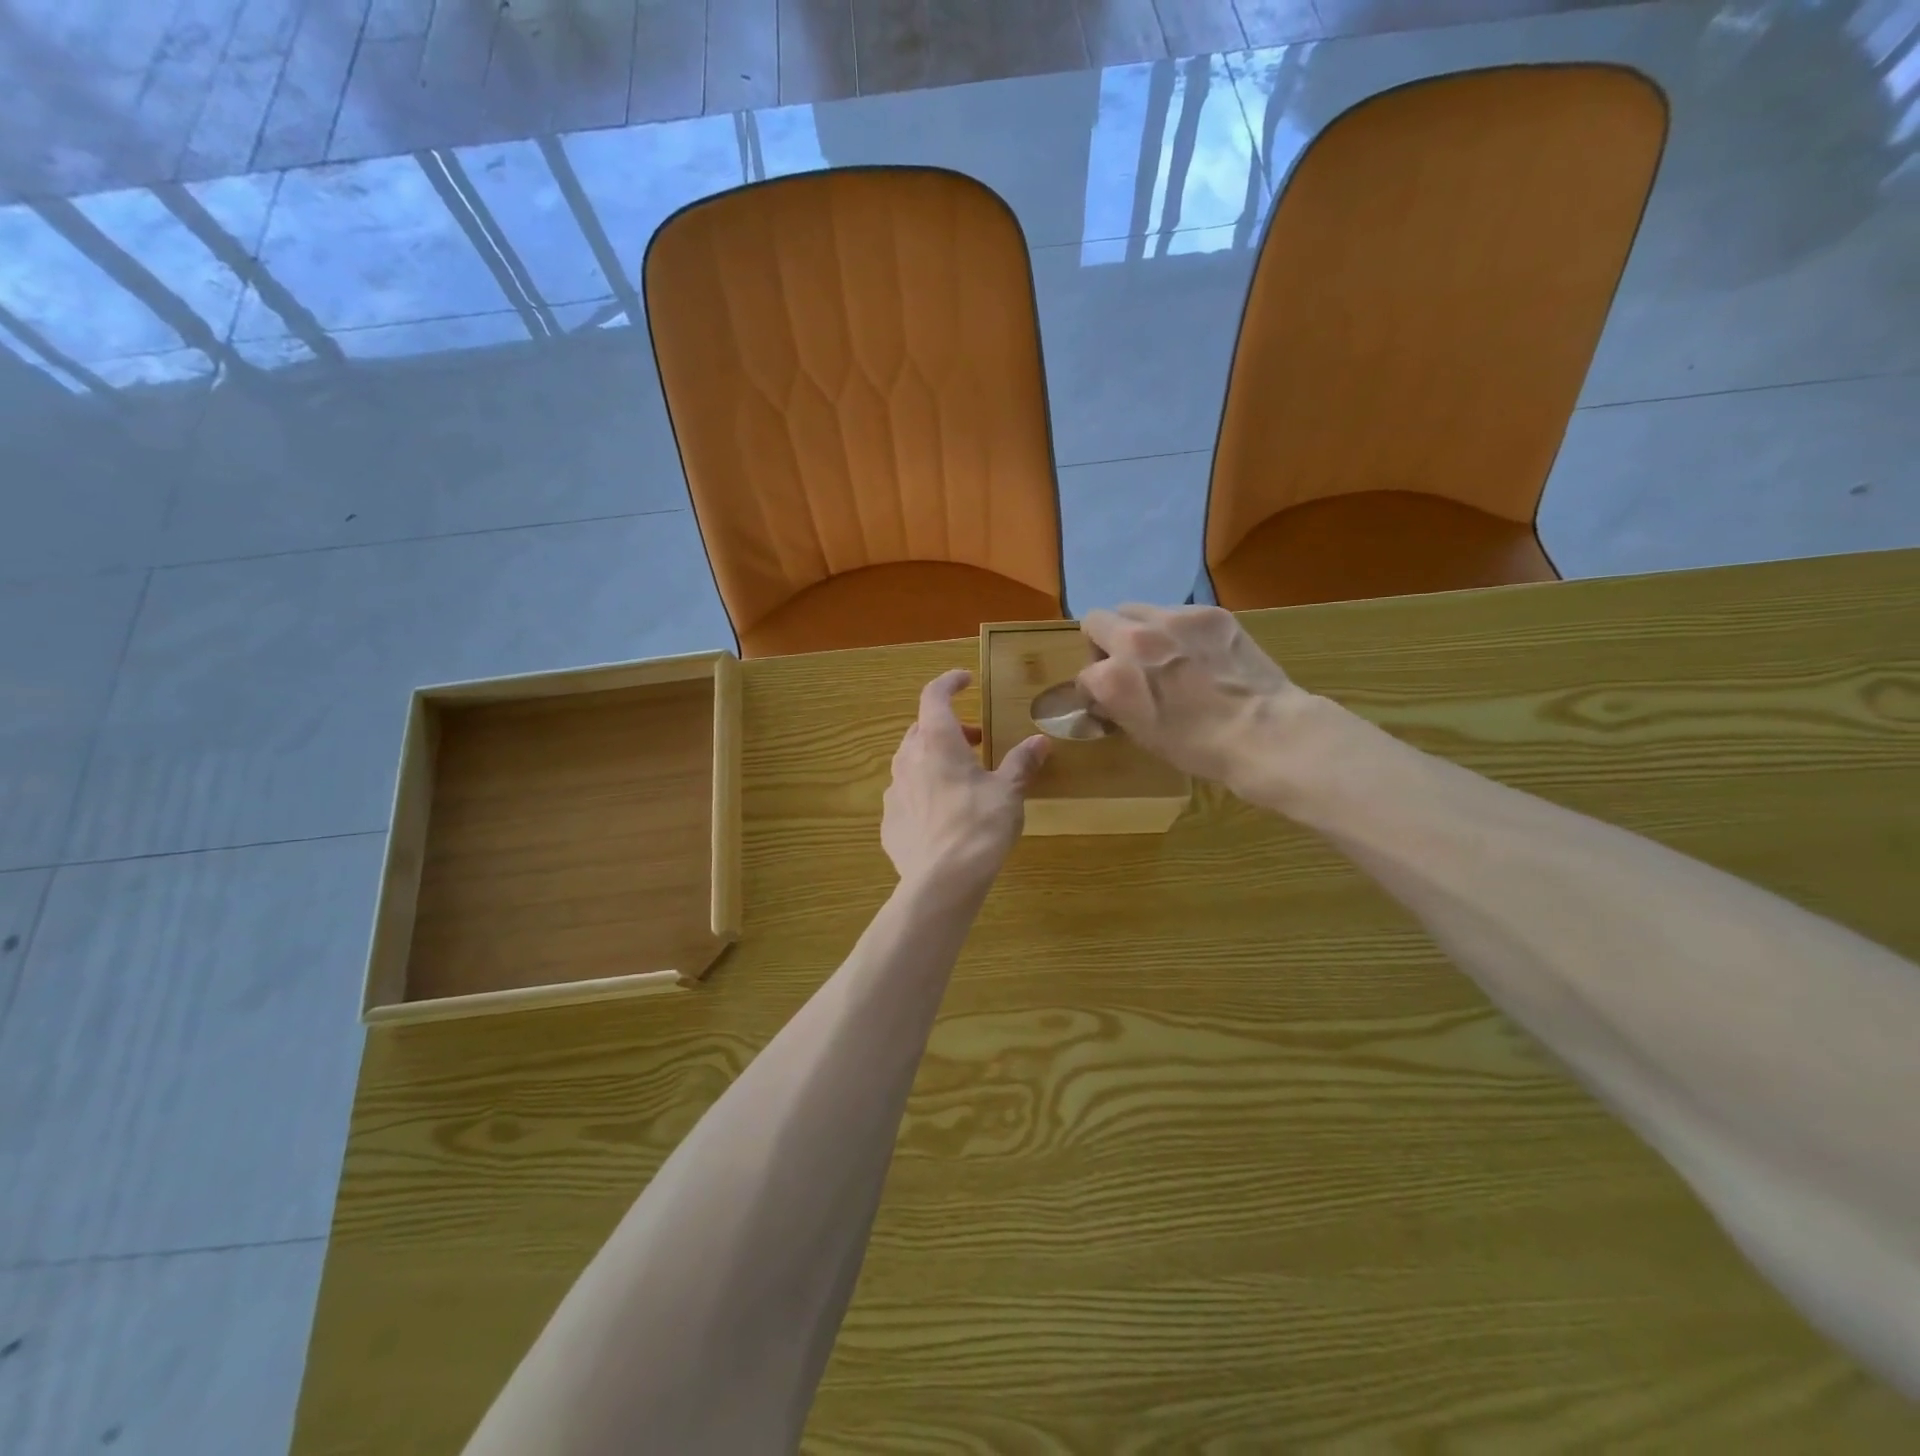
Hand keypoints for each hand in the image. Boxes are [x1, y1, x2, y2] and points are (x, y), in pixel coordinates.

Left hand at [883, 670, 1049, 894]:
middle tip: (976, 741)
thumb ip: (1021, 763)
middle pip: (922, 728)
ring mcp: (892, 790)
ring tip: (961, 778)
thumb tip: (1040, 742)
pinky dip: (923, 791)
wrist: (941, 881)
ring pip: (911, 761)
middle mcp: (908, 758)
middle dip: (949, 727)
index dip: (949, 682)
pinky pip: (905, 794)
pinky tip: (942, 814)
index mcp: (937, 742)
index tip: (966, 680)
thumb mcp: (1008, 792)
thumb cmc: (979, 826)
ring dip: (934, 759)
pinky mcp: (888, 820)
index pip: (934, 695)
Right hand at [1079, 605, 1307, 796]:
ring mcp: (1173, 619)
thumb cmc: (1198, 747)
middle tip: (1127, 666)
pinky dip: (1176, 630)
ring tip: (1164, 656)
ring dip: (1138, 630)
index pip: (1085, 674)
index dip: (1094, 690)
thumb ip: (1114, 704)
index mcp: (1113, 677)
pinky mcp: (1208, 612)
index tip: (1109, 700)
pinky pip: (1175, 612)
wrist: (1264, 732)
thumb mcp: (1142, 734)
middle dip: (1104, 643)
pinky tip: (1197, 654)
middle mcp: (1135, 638)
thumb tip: (1104, 693)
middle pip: (1097, 620)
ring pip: (1135, 609)